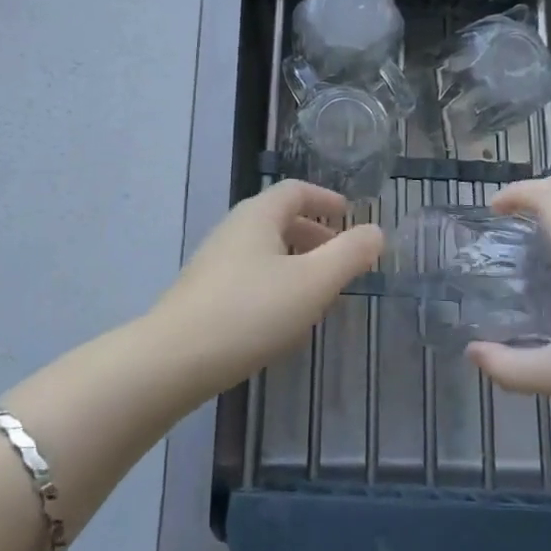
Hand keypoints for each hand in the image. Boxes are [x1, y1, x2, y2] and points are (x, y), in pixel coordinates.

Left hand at [153, 181, 383, 395]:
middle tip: (342, 260)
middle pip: (280, 219)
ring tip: (319, 293)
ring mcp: (214, 261)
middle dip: (315, 235)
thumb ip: (349, 255)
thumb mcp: (313, 283)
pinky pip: (250, 275)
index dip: (325, 199)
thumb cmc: (251, 312)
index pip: (295, 191)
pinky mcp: (204, 293)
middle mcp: (233, 229)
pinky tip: (283, 318)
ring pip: (265, 250)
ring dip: (297, 262)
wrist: (174, 360)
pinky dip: (276, 283)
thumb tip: (376, 231)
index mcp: (258, 215)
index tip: (349, 215)